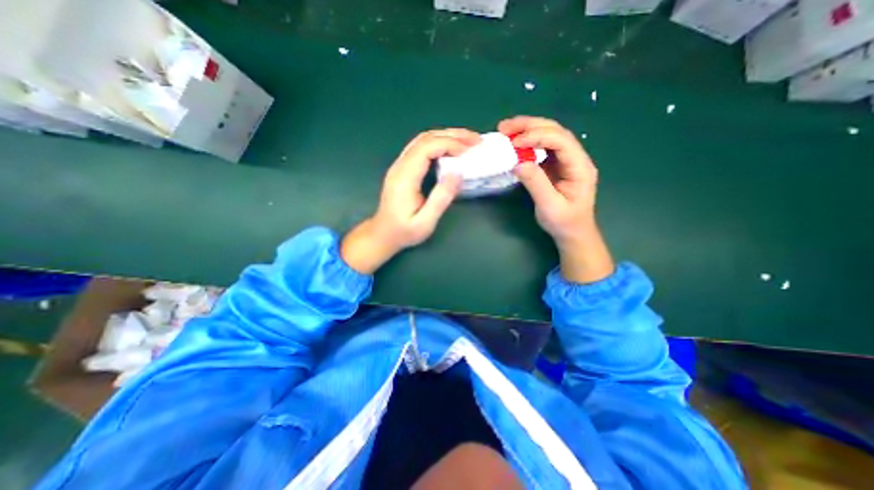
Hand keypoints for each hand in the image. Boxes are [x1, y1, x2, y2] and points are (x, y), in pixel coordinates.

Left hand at [339, 128, 476, 275]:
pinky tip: (451, 149)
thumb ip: (441, 198)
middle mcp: (400, 166)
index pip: (426, 148)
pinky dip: (439, 143)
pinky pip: (421, 148)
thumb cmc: (404, 231)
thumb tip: (458, 173)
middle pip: (425, 138)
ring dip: (446, 136)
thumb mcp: (425, 222)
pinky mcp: (402, 169)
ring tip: (467, 141)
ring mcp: (399, 165)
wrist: (382, 234)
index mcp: (404, 177)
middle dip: (452, 135)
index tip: (469, 150)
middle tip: (476, 139)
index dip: (449, 144)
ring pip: (422, 140)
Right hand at [498, 117, 612, 282]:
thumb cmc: (564, 222)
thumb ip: (536, 183)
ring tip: (506, 130)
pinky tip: (514, 143)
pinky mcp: (555, 165)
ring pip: (548, 136)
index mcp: (580, 166)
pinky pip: (541, 147)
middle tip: (505, 127)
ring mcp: (565, 160)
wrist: (572, 232)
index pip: (561, 141)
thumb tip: (518, 162)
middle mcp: (575, 158)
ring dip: (527, 130)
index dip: (537, 137)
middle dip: (530, 126)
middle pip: (555, 131)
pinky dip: (526, 142)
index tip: (515, 143)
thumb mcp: (549, 206)